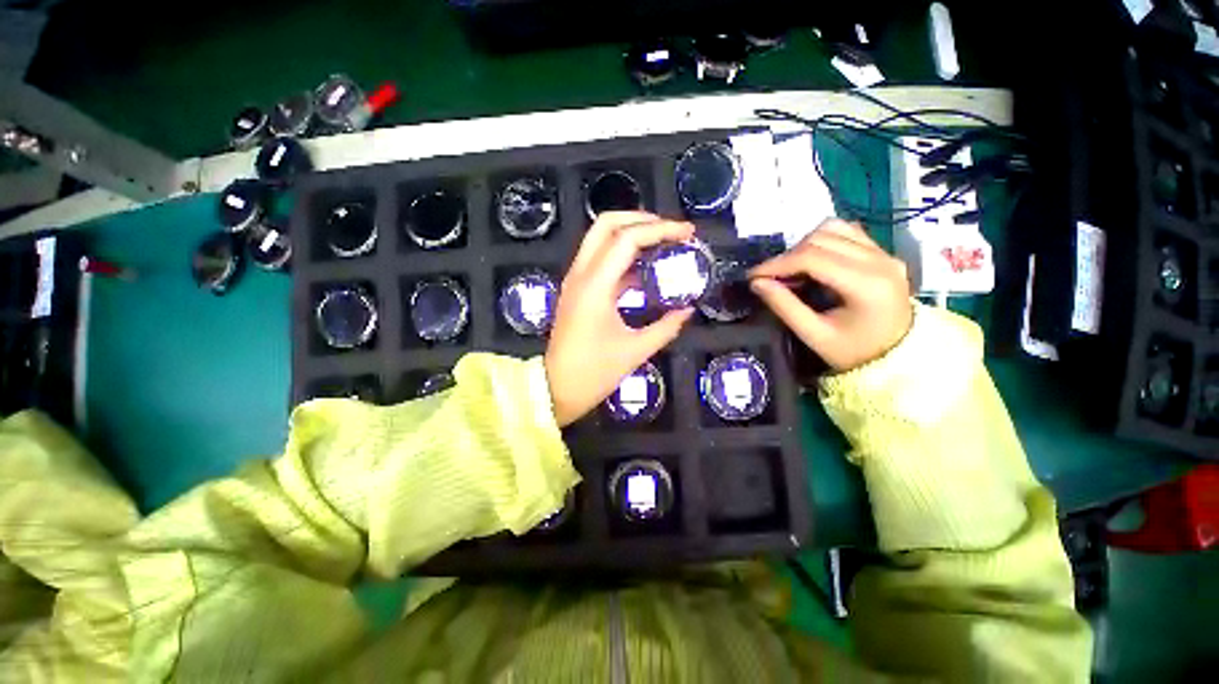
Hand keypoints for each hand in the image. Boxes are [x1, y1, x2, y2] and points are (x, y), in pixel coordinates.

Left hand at [545, 212, 695, 425]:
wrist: (555, 388)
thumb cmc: (593, 373)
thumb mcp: (635, 351)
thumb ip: (666, 327)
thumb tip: (687, 310)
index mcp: (595, 286)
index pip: (628, 239)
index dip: (661, 230)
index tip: (687, 233)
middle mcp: (581, 274)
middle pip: (606, 224)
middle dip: (640, 219)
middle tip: (670, 230)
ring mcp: (576, 280)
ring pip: (600, 239)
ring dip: (631, 234)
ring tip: (662, 243)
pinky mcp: (576, 290)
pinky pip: (599, 260)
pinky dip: (622, 256)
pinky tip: (645, 269)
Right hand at [749, 219, 912, 372]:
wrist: (899, 358)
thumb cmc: (854, 352)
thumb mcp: (814, 335)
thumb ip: (784, 306)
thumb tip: (757, 283)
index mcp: (866, 284)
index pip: (812, 258)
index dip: (777, 264)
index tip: (753, 276)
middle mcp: (879, 260)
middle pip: (821, 238)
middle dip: (787, 256)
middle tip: (769, 278)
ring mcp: (885, 253)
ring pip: (834, 229)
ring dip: (804, 245)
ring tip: (791, 269)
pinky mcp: (884, 253)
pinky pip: (847, 232)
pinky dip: (823, 241)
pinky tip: (813, 261)